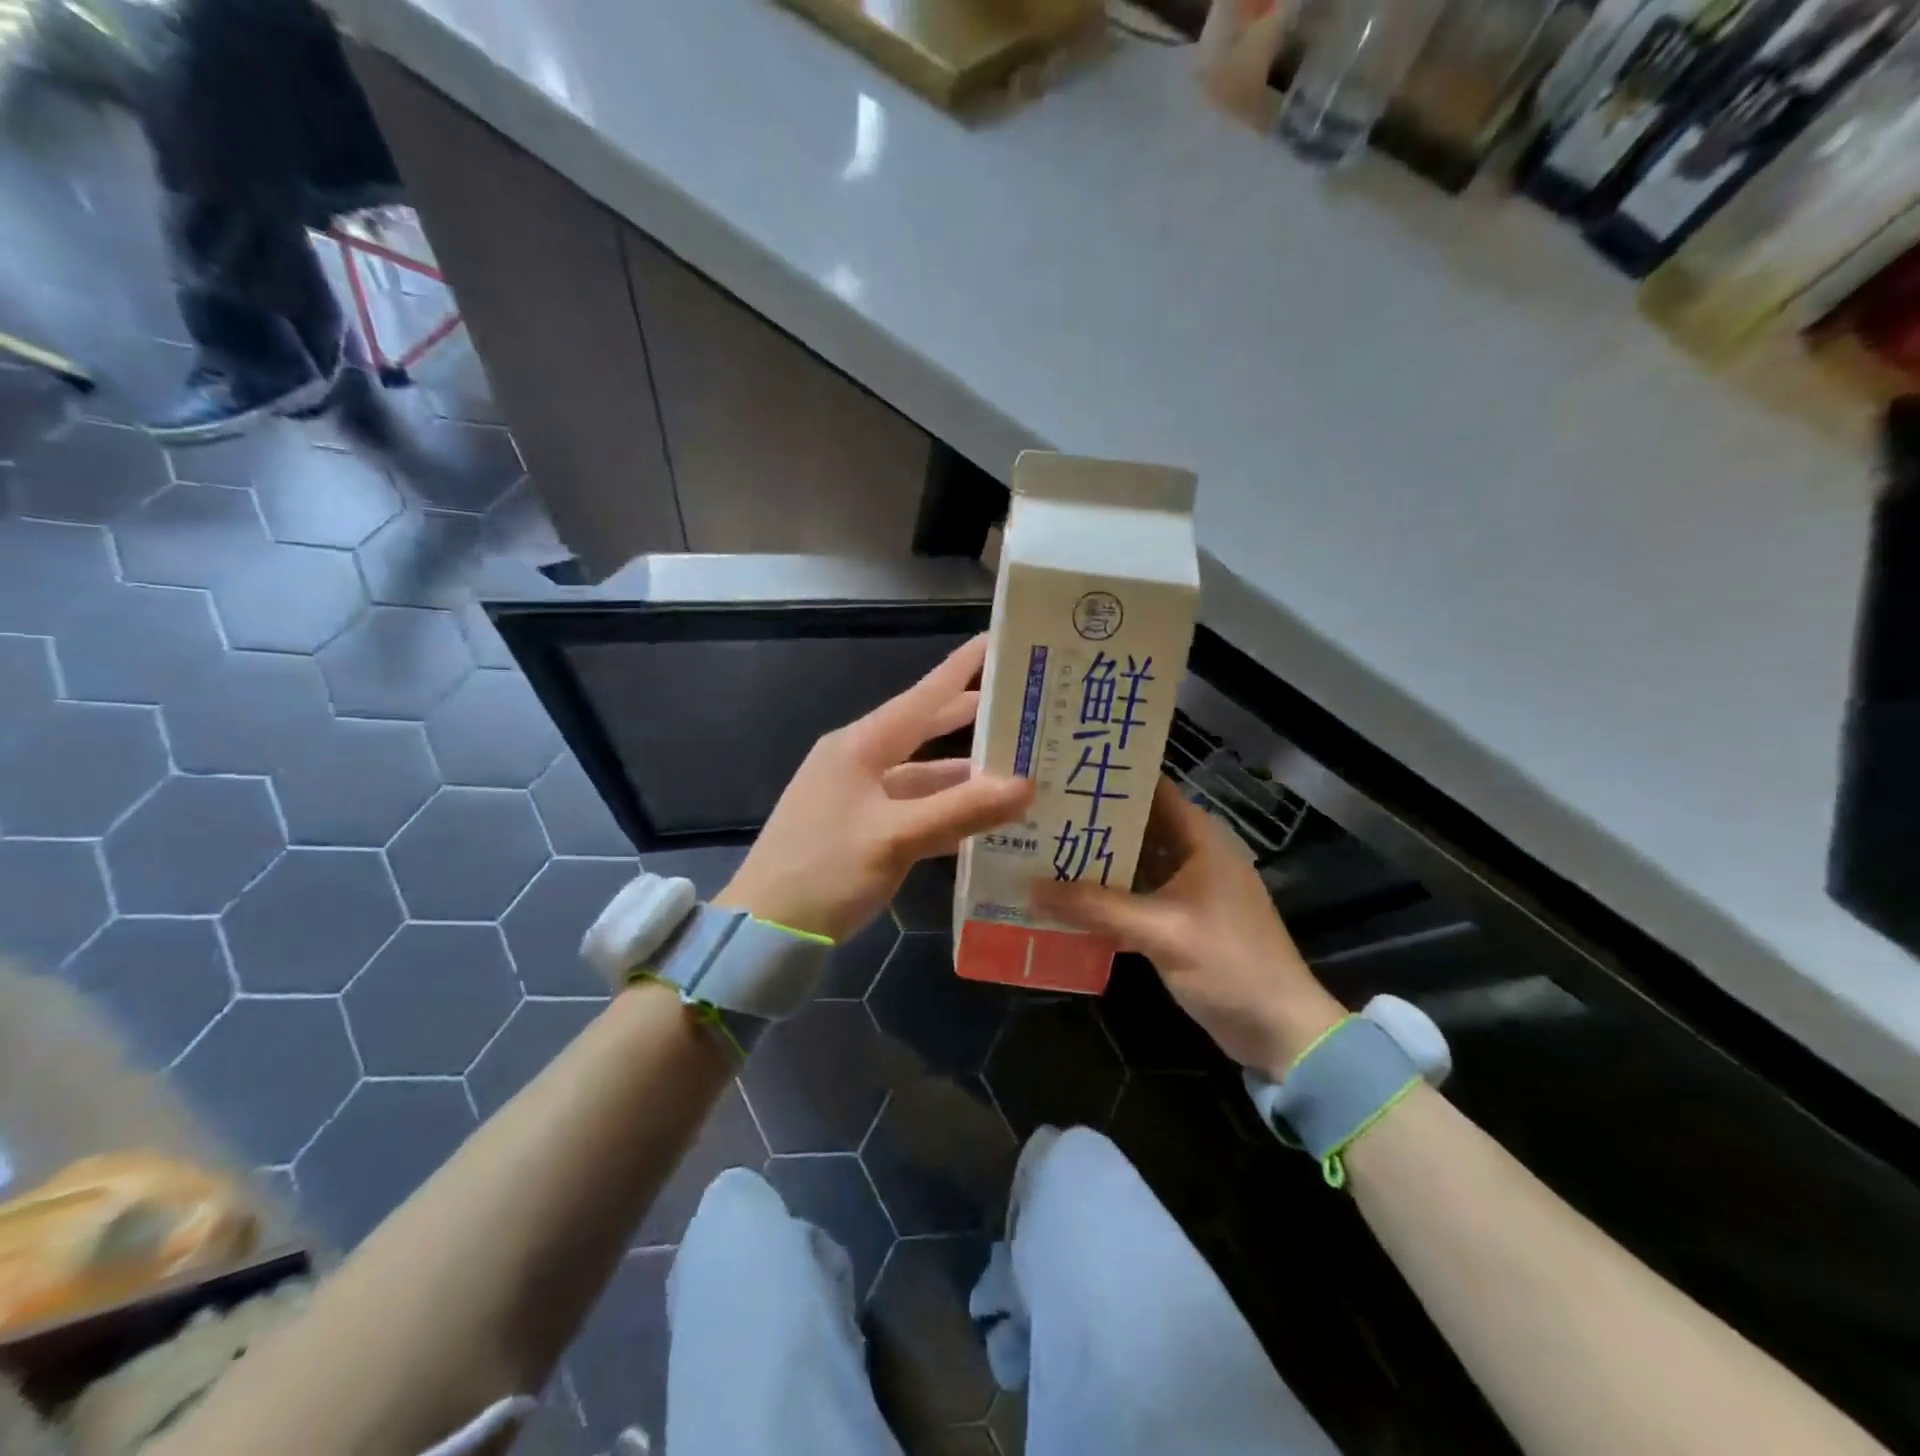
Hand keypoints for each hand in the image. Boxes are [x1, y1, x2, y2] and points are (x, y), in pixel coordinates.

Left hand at [715, 635, 1034, 943]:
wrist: (763, 930)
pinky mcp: (860, 829)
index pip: (922, 696)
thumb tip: (1026, 785)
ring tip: (1018, 768)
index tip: (997, 640)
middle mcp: (858, 761)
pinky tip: (981, 820)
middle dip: (971, 719)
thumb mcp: (894, 839)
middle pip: (924, 730)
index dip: (961, 668)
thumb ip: (960, 810)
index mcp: (860, 746)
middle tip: (1023, 707)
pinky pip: (912, 809)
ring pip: (922, 775)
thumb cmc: (824, 871)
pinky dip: (945, 811)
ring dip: (964, 775)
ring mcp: (857, 796)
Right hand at [1031, 778, 1343, 1077]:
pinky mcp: (1180, 923)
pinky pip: (1136, 899)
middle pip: (1136, 827)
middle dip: (1091, 822)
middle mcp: (1193, 855)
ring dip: (1095, 863)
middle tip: (1037, 814)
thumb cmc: (1229, 964)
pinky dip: (1107, 898)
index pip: (1151, 790)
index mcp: (1200, 839)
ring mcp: (1187, 891)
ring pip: (1134, 865)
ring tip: (1041, 850)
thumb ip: (1096, 907)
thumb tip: (1029, 887)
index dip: (1110, 779)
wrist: (1281, 1032)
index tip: (1061, 772)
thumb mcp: (1161, 931)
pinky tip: (1066, 901)